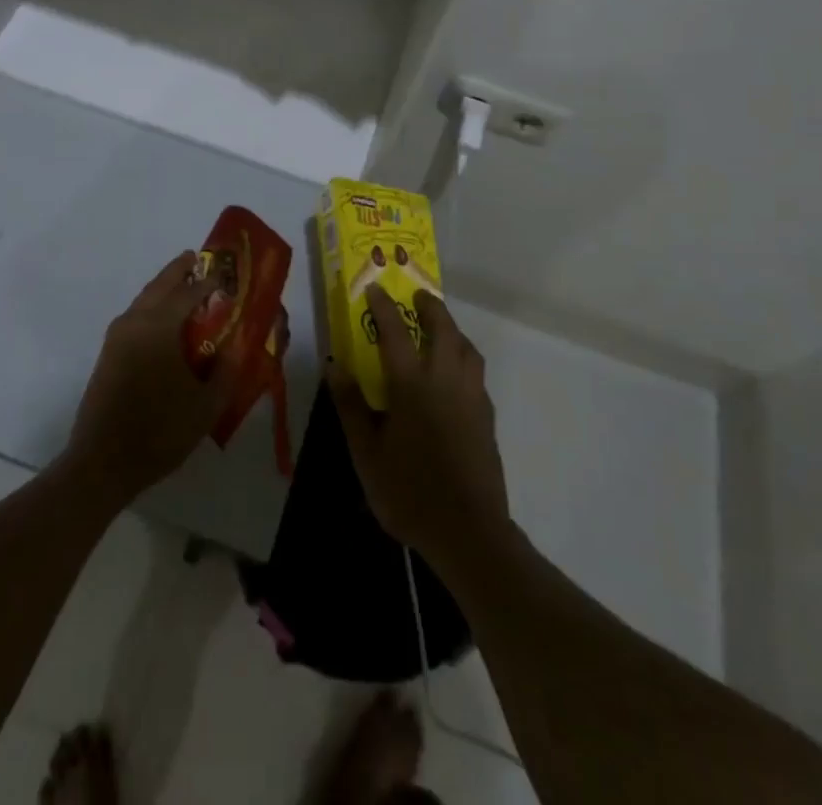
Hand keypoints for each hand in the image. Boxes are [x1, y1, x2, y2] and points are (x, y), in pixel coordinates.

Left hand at [65, 252, 243, 503]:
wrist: (102, 462)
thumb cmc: (160, 431)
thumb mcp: (206, 405)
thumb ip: (226, 371)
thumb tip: (235, 347)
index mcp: (159, 327)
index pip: (189, 293)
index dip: (208, 282)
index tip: (225, 276)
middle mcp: (135, 322)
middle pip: (159, 285)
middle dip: (178, 270)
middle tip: (195, 258)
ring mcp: (117, 337)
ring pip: (143, 298)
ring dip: (162, 287)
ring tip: (182, 285)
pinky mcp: (108, 353)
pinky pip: (134, 315)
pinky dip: (151, 305)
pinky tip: (163, 320)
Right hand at [327, 286, 510, 568]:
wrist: (469, 532)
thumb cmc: (409, 492)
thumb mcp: (366, 453)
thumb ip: (352, 406)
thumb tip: (335, 366)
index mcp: (413, 386)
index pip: (396, 332)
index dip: (384, 307)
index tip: (375, 288)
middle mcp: (446, 381)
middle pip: (443, 330)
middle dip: (430, 307)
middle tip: (418, 296)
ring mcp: (471, 398)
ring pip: (467, 348)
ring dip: (453, 329)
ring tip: (439, 329)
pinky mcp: (486, 417)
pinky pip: (476, 372)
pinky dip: (464, 357)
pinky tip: (454, 374)